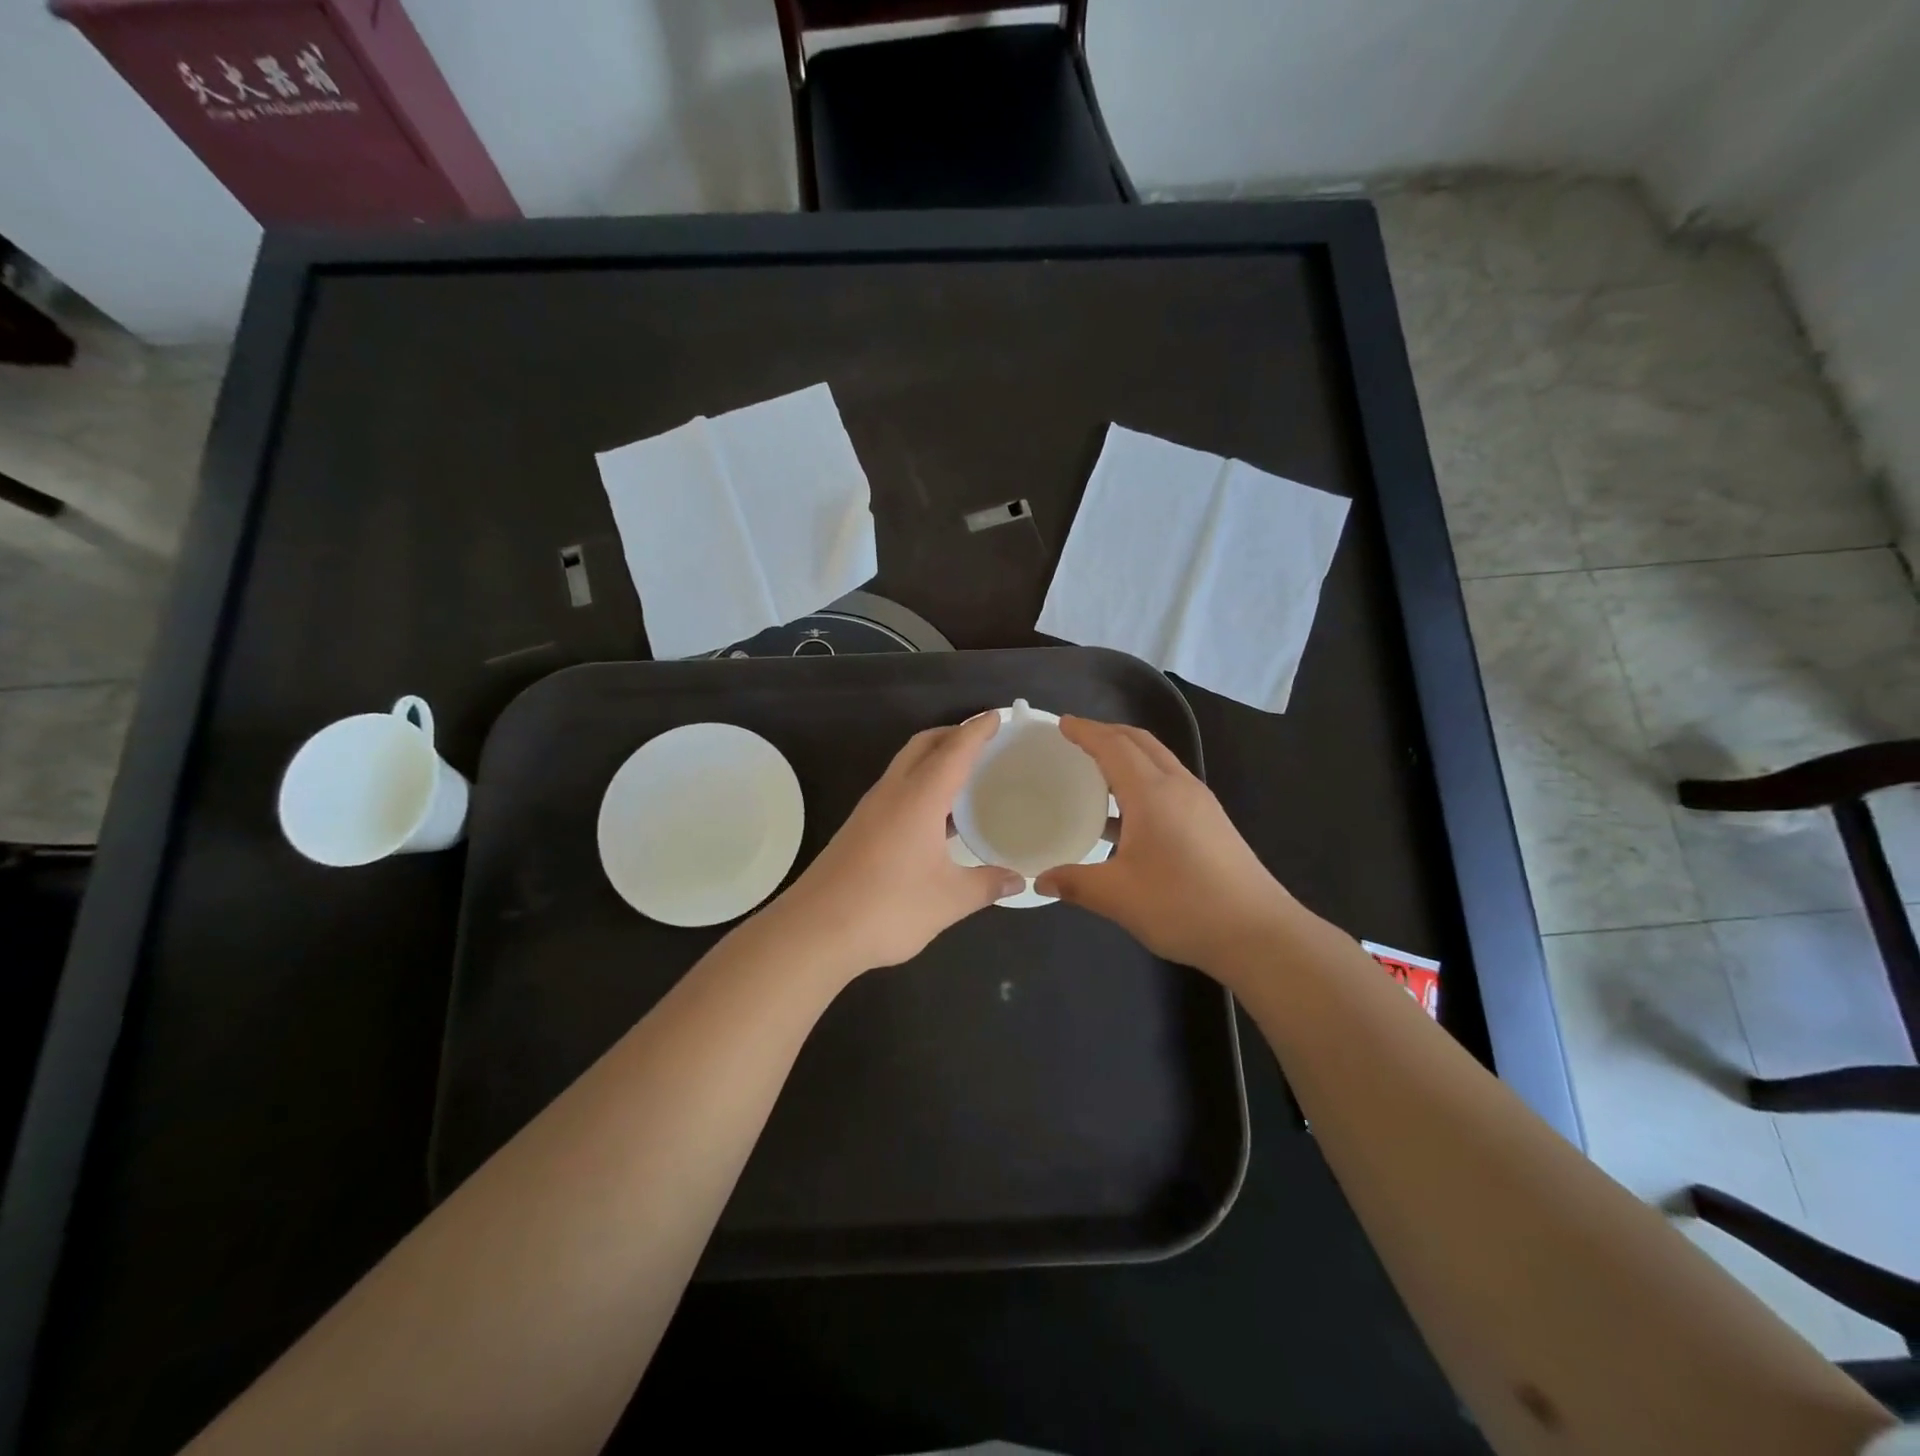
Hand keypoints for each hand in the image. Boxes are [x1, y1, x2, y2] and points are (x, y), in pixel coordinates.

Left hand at [774, 713, 1023, 974]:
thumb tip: (1020, 881)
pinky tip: (936, 816)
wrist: (813, 931)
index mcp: (919, 798)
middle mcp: (892, 793)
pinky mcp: (858, 829)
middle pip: (923, 746)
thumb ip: (987, 885)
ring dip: (933, 759)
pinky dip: (920, 784)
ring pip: (905, 766)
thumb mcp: (949, 900)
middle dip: (952, 734)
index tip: (998, 716)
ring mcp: (870, 810)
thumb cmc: (888, 908)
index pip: (954, 751)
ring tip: (965, 774)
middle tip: (984, 740)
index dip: (977, 731)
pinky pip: (896, 790)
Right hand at [1035, 717, 1294, 973]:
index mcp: (1152, 793)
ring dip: (1128, 755)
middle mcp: (1178, 787)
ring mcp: (1200, 803)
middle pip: (1141, 743)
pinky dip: (1144, 779)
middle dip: (1109, 733)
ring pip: (1159, 762)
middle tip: (1078, 739)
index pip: (1114, 746)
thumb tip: (1042, 881)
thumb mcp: (1118, 896)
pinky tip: (1129, 815)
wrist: (1257, 933)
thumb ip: (1075, 883)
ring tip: (1098, 770)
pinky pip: (1170, 783)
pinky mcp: (1212, 822)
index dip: (1087, 732)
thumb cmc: (1182, 905)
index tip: (1063, 723)